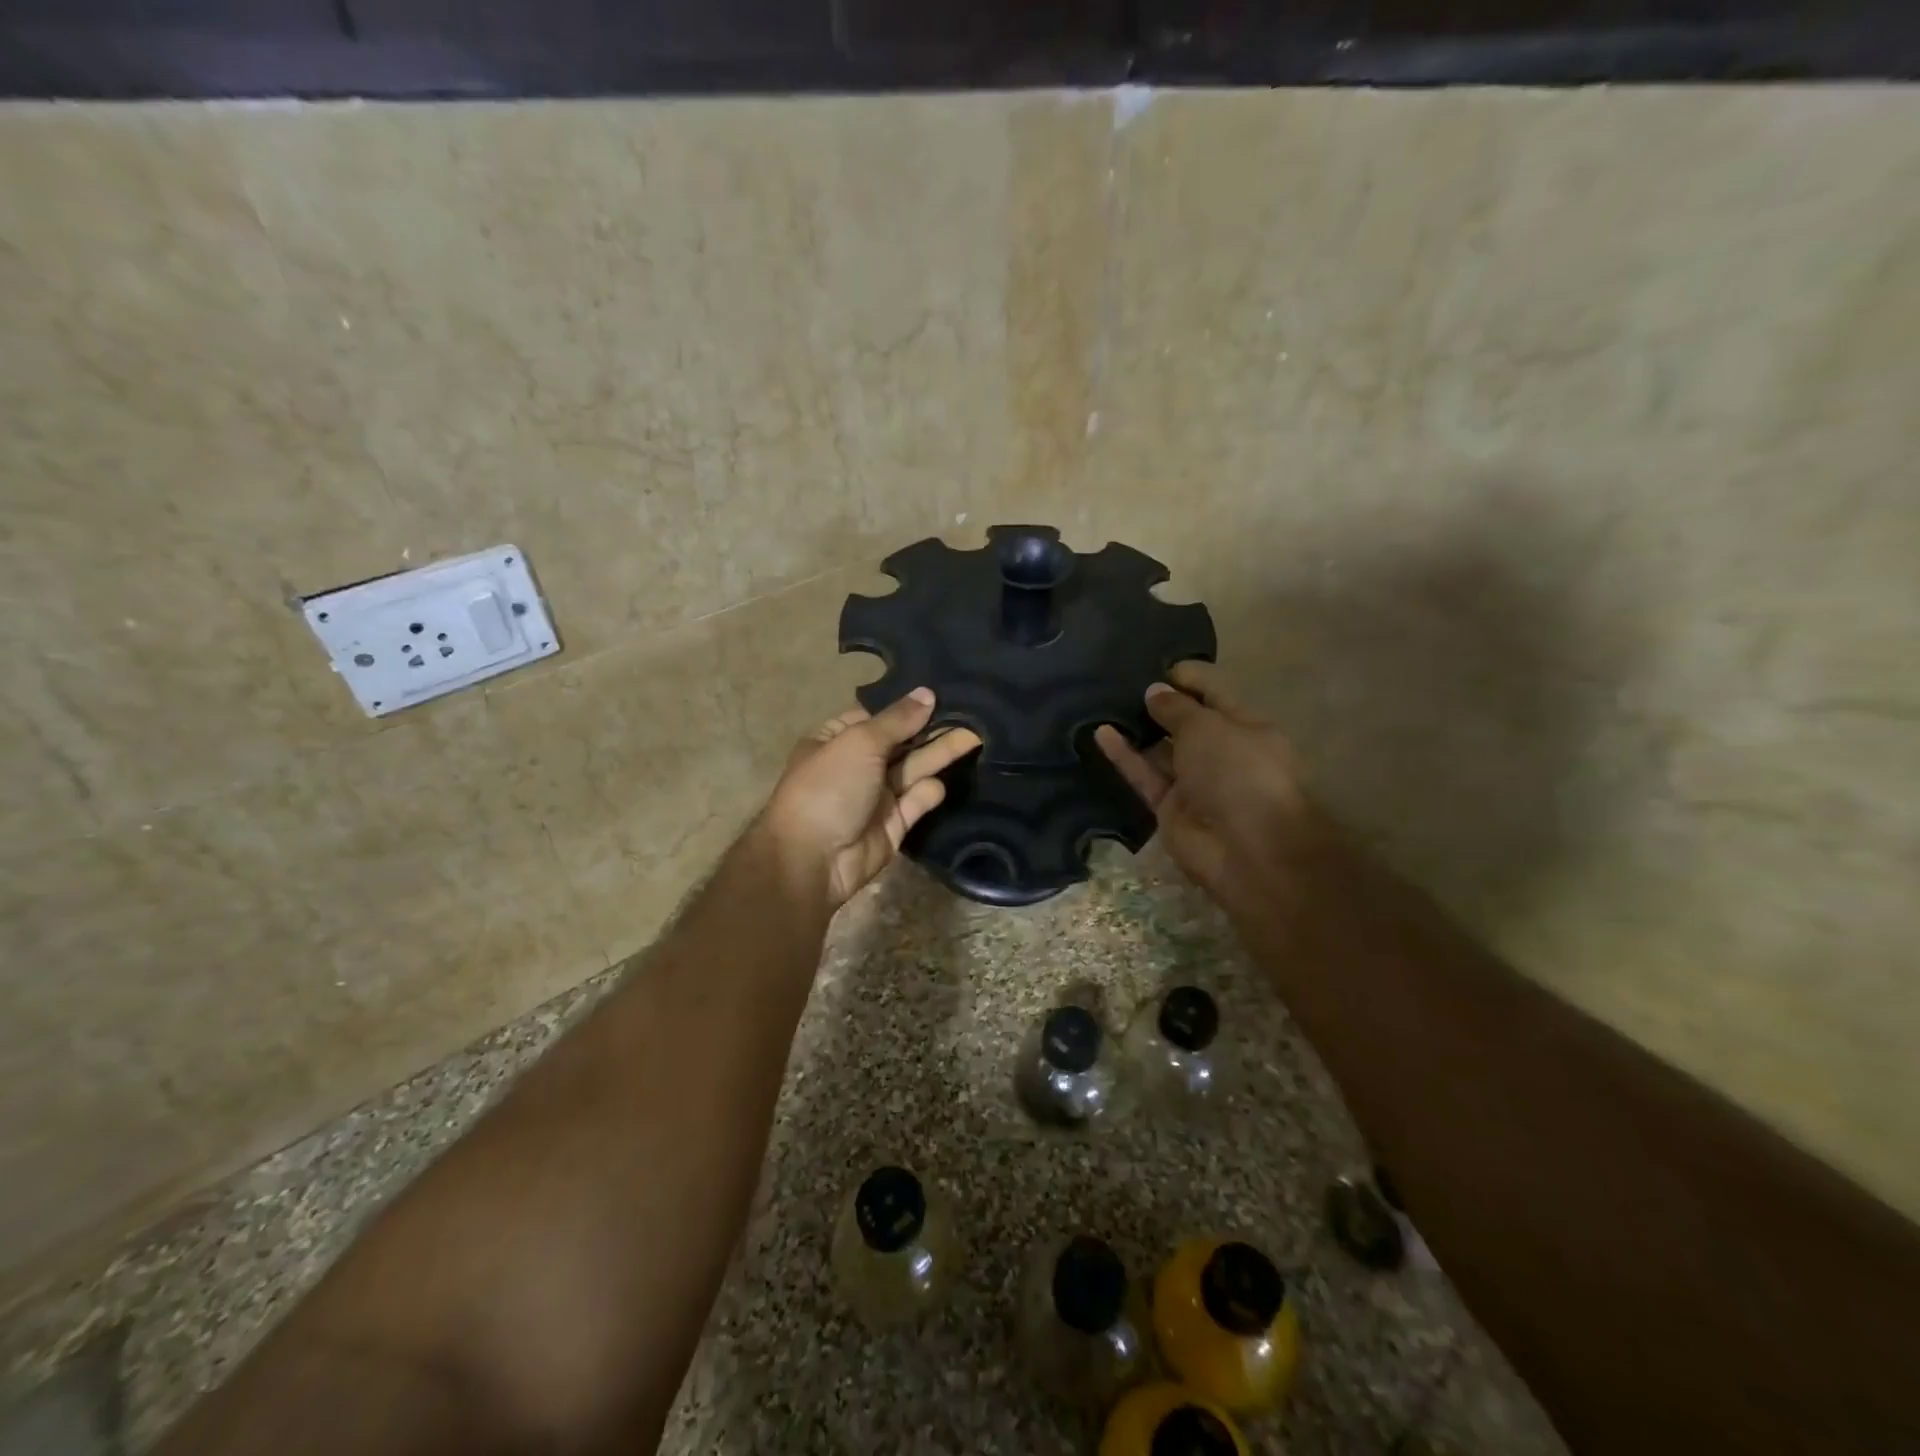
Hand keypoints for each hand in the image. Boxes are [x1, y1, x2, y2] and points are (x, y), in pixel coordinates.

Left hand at [762, 687, 982, 910]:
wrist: (813, 860)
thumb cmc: (829, 788)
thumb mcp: (860, 742)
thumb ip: (898, 720)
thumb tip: (927, 693)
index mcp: (837, 739)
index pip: (877, 716)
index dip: (907, 706)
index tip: (943, 691)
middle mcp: (857, 765)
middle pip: (901, 742)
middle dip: (931, 728)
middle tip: (971, 712)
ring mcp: (876, 796)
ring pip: (914, 769)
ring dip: (940, 753)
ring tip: (976, 735)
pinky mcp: (894, 824)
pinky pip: (917, 801)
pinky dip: (928, 793)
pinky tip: (939, 783)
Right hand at [1095, 662, 1325, 922]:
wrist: (1250, 850)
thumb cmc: (1240, 773)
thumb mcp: (1208, 727)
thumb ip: (1177, 708)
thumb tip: (1154, 692)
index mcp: (1244, 726)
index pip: (1212, 691)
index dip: (1185, 676)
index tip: (1152, 664)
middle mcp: (1220, 751)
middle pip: (1185, 721)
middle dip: (1157, 702)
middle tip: (1118, 682)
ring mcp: (1194, 782)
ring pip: (1160, 750)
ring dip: (1137, 729)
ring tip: (1103, 703)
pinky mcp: (1169, 808)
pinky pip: (1144, 776)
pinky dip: (1125, 757)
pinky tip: (1101, 733)